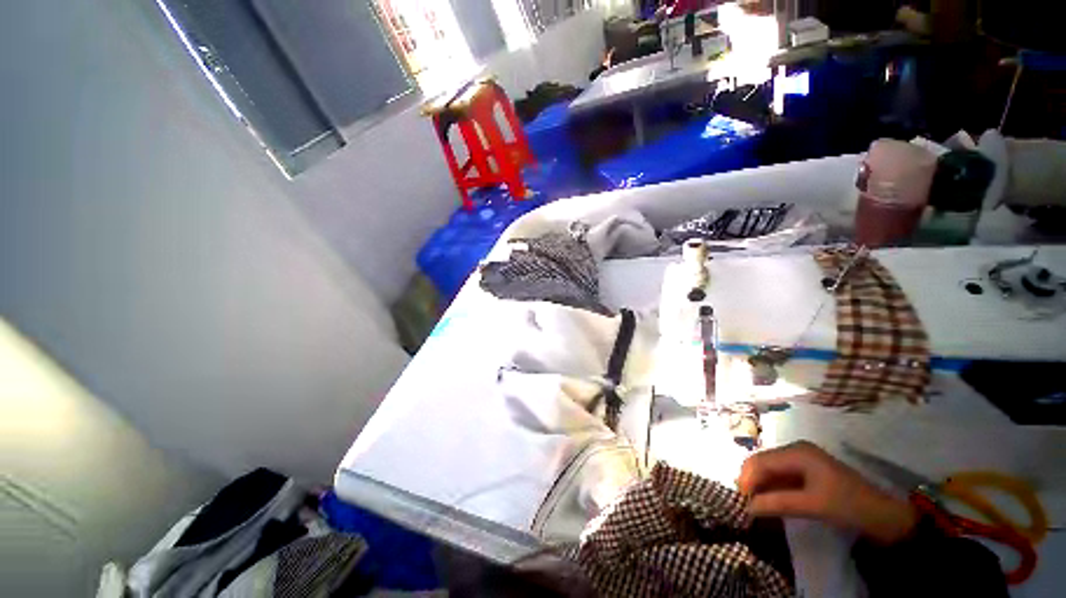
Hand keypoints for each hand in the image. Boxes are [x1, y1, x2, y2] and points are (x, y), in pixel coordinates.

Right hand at [738, 441, 918, 543]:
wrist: (884, 514)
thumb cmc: (848, 505)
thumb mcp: (812, 505)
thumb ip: (778, 503)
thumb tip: (747, 507)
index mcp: (797, 452)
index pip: (761, 461)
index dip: (747, 478)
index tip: (741, 500)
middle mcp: (795, 450)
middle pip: (762, 462)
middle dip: (751, 480)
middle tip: (746, 503)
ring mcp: (800, 459)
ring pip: (769, 469)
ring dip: (761, 485)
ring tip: (755, 503)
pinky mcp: (806, 471)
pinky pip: (780, 475)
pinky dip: (772, 487)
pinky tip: (769, 500)